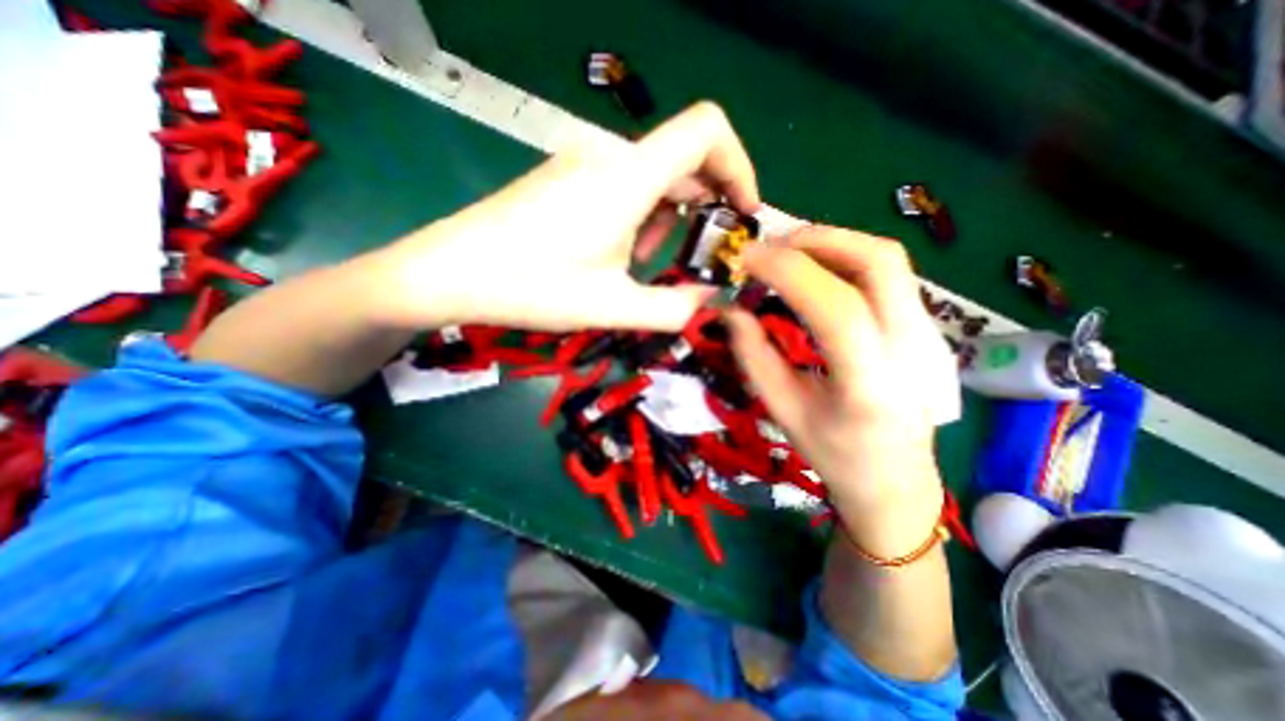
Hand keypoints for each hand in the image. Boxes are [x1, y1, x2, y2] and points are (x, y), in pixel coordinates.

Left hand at [365, 101, 755, 331]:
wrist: (450, 272)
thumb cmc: (531, 287)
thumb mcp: (611, 306)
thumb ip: (672, 309)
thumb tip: (711, 303)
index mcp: (627, 178)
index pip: (706, 130)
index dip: (739, 164)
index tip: (742, 212)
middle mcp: (609, 157)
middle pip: (684, 160)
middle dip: (705, 207)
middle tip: (701, 255)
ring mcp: (584, 163)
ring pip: (654, 177)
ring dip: (669, 217)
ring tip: (650, 261)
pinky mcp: (567, 176)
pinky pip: (624, 184)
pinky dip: (641, 214)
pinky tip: (622, 250)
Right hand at [722, 229, 952, 553]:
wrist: (898, 482)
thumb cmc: (836, 456)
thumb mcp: (784, 412)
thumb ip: (754, 357)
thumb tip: (730, 310)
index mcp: (871, 384)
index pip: (837, 306)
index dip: (788, 272)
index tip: (747, 259)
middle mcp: (913, 348)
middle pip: (878, 261)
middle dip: (816, 240)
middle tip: (769, 247)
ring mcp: (929, 333)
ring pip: (887, 260)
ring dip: (831, 244)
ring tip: (787, 255)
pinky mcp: (927, 327)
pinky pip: (887, 275)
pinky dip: (845, 258)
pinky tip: (814, 274)